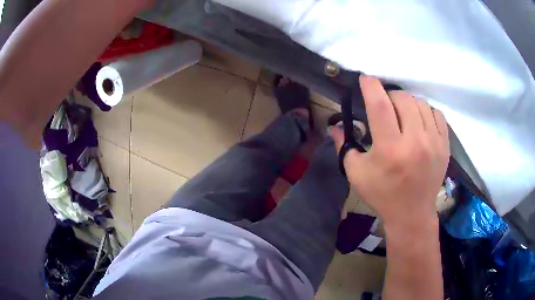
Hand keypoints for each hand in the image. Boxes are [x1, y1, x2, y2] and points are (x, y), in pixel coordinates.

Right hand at [329, 75, 449, 227]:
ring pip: (420, 103)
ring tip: (403, 115)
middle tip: (385, 106)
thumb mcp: (356, 174)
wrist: (412, 214)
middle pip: (402, 98)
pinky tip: (420, 122)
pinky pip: (437, 114)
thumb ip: (343, 147)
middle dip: (389, 96)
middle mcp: (414, 142)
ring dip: (408, 103)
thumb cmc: (382, 194)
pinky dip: (426, 112)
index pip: (380, 105)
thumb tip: (334, 127)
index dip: (371, 86)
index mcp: (390, 149)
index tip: (366, 78)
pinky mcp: (445, 146)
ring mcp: (433, 142)